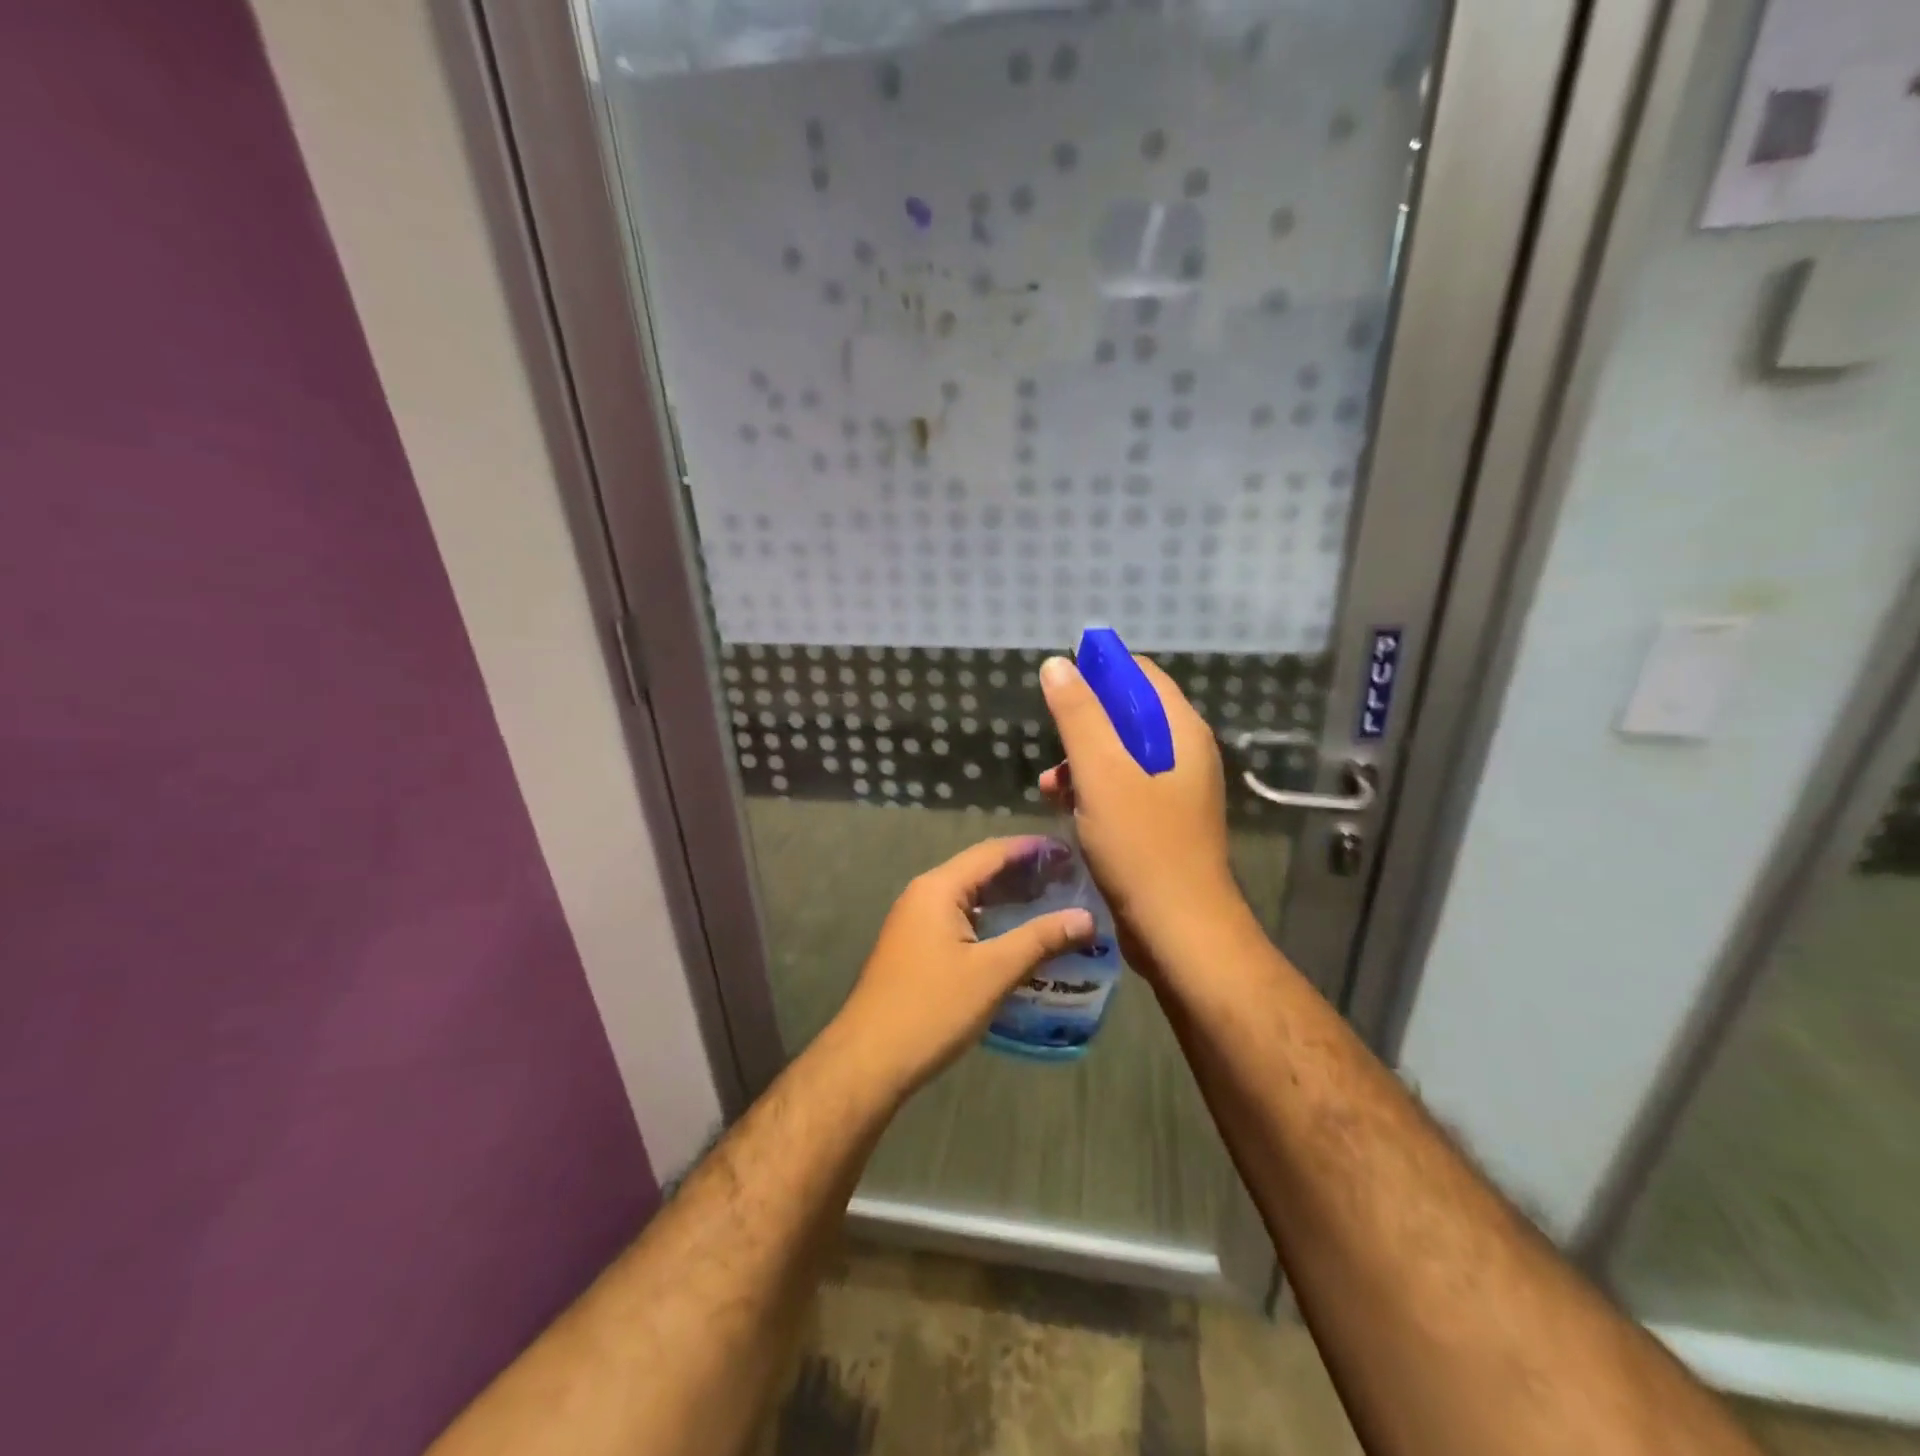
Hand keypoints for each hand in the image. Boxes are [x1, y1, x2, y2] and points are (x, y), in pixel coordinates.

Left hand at [832, 837, 1094, 1096]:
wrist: (869, 1060)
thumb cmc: (931, 1008)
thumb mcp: (993, 972)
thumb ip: (1040, 940)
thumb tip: (1087, 917)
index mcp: (938, 888)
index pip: (992, 852)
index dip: (1032, 849)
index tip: (1071, 852)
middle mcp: (924, 894)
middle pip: (980, 870)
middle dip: (1024, 873)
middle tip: (1069, 880)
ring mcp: (916, 921)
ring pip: (970, 897)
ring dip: (1008, 898)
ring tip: (1053, 904)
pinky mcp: (916, 947)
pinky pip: (961, 919)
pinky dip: (991, 920)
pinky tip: (1017, 937)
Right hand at [1037, 654, 1244, 969]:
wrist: (1179, 931)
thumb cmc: (1142, 845)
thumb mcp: (1101, 773)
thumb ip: (1079, 716)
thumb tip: (1058, 665)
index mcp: (1181, 731)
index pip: (1140, 675)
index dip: (1099, 672)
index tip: (1059, 686)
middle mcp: (1184, 754)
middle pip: (1128, 715)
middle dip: (1083, 725)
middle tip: (1051, 744)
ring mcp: (1175, 791)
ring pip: (1121, 756)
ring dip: (1082, 762)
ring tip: (1048, 787)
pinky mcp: (1162, 822)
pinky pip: (1123, 789)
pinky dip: (1093, 791)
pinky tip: (1065, 810)